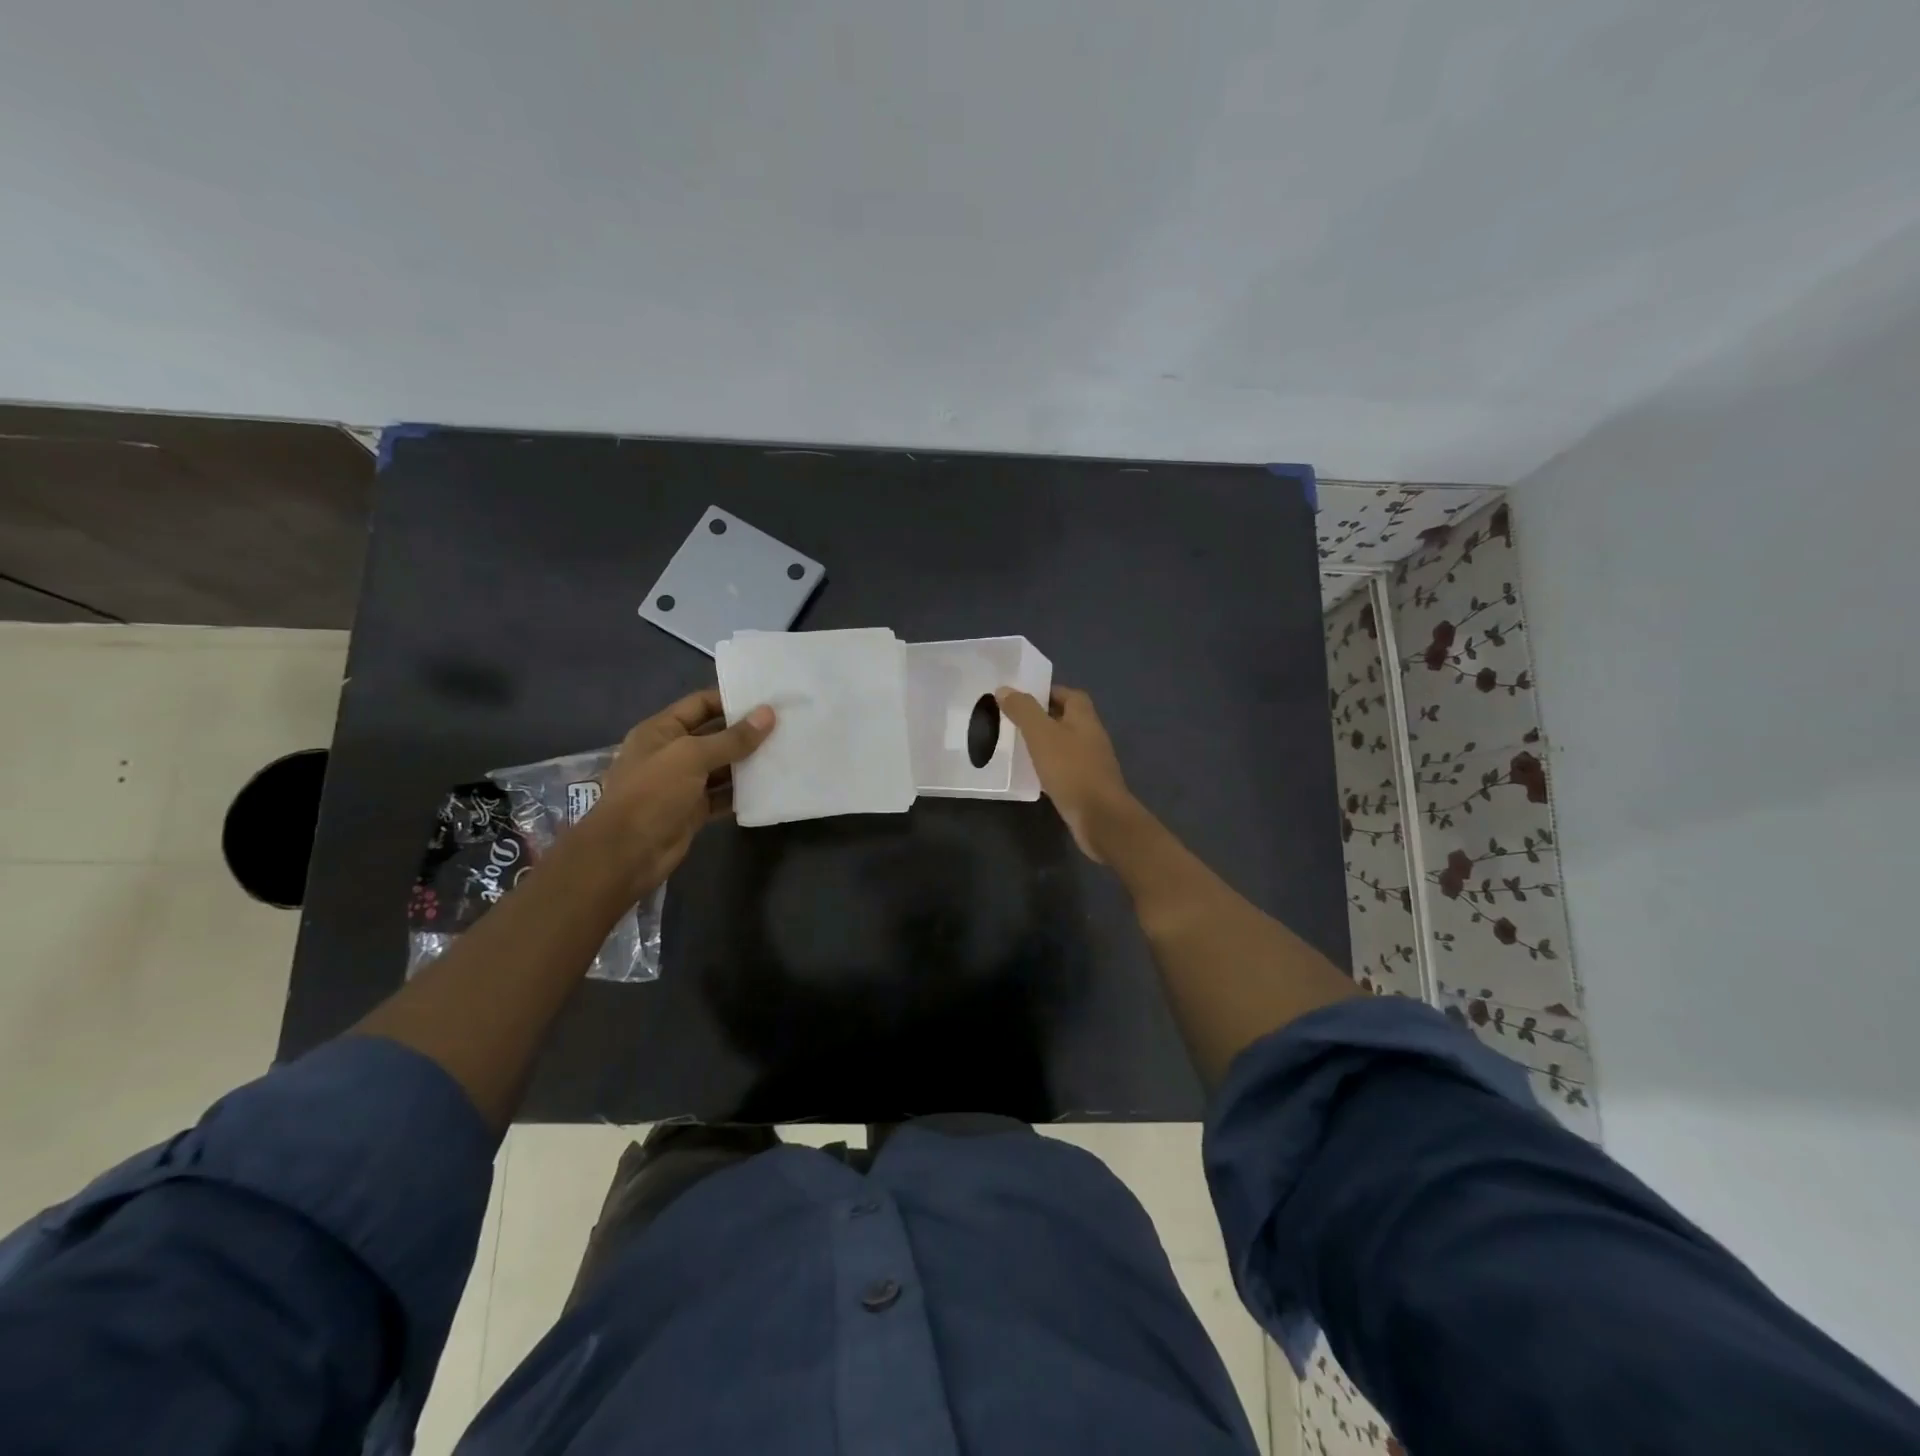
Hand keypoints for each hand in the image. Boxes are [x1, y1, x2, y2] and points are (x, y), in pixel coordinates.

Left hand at [578, 689, 774, 898]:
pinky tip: (770, 786)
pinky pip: (723, 795)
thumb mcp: (692, 757)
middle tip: (785, 726)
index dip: (731, 700)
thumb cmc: (653, 793)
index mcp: (661, 730)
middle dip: (746, 732)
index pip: (700, 704)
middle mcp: (671, 752)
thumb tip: (768, 714)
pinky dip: (743, 792)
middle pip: (714, 735)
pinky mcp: (693, 810)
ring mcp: (682, 783)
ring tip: (785, 753)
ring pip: (722, 767)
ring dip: (748, 762)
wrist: (627, 853)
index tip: (768, 699)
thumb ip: (732, 738)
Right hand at [996, 685, 1138, 861]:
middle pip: (1067, 719)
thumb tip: (1005, 689)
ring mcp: (1091, 762)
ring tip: (1017, 746)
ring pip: (1065, 744)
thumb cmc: (1071, 770)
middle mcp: (1091, 736)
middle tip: (1014, 721)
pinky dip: (1049, 766)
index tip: (1022, 697)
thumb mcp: (1041, 735)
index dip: (1048, 692)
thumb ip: (1023, 710)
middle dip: (1043, 717)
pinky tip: (1032, 774)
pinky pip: (1065, 768)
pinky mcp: (1086, 785)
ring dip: (1045, 743)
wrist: (1100, 817)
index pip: (1069, 694)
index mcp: (1085, 718)